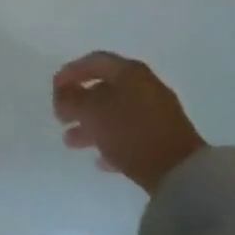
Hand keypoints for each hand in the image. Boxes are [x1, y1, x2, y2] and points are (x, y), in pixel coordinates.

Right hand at [52, 52, 206, 193]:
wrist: (180, 172)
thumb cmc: (130, 131)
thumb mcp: (92, 112)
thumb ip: (72, 99)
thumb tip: (63, 94)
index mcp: (129, 71)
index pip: (94, 61)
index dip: (70, 72)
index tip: (54, 89)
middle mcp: (144, 86)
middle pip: (105, 88)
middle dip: (79, 102)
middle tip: (60, 117)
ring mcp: (157, 113)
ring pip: (116, 112)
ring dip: (91, 125)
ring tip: (71, 142)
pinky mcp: (164, 139)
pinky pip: (130, 133)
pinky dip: (112, 142)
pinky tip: (100, 161)